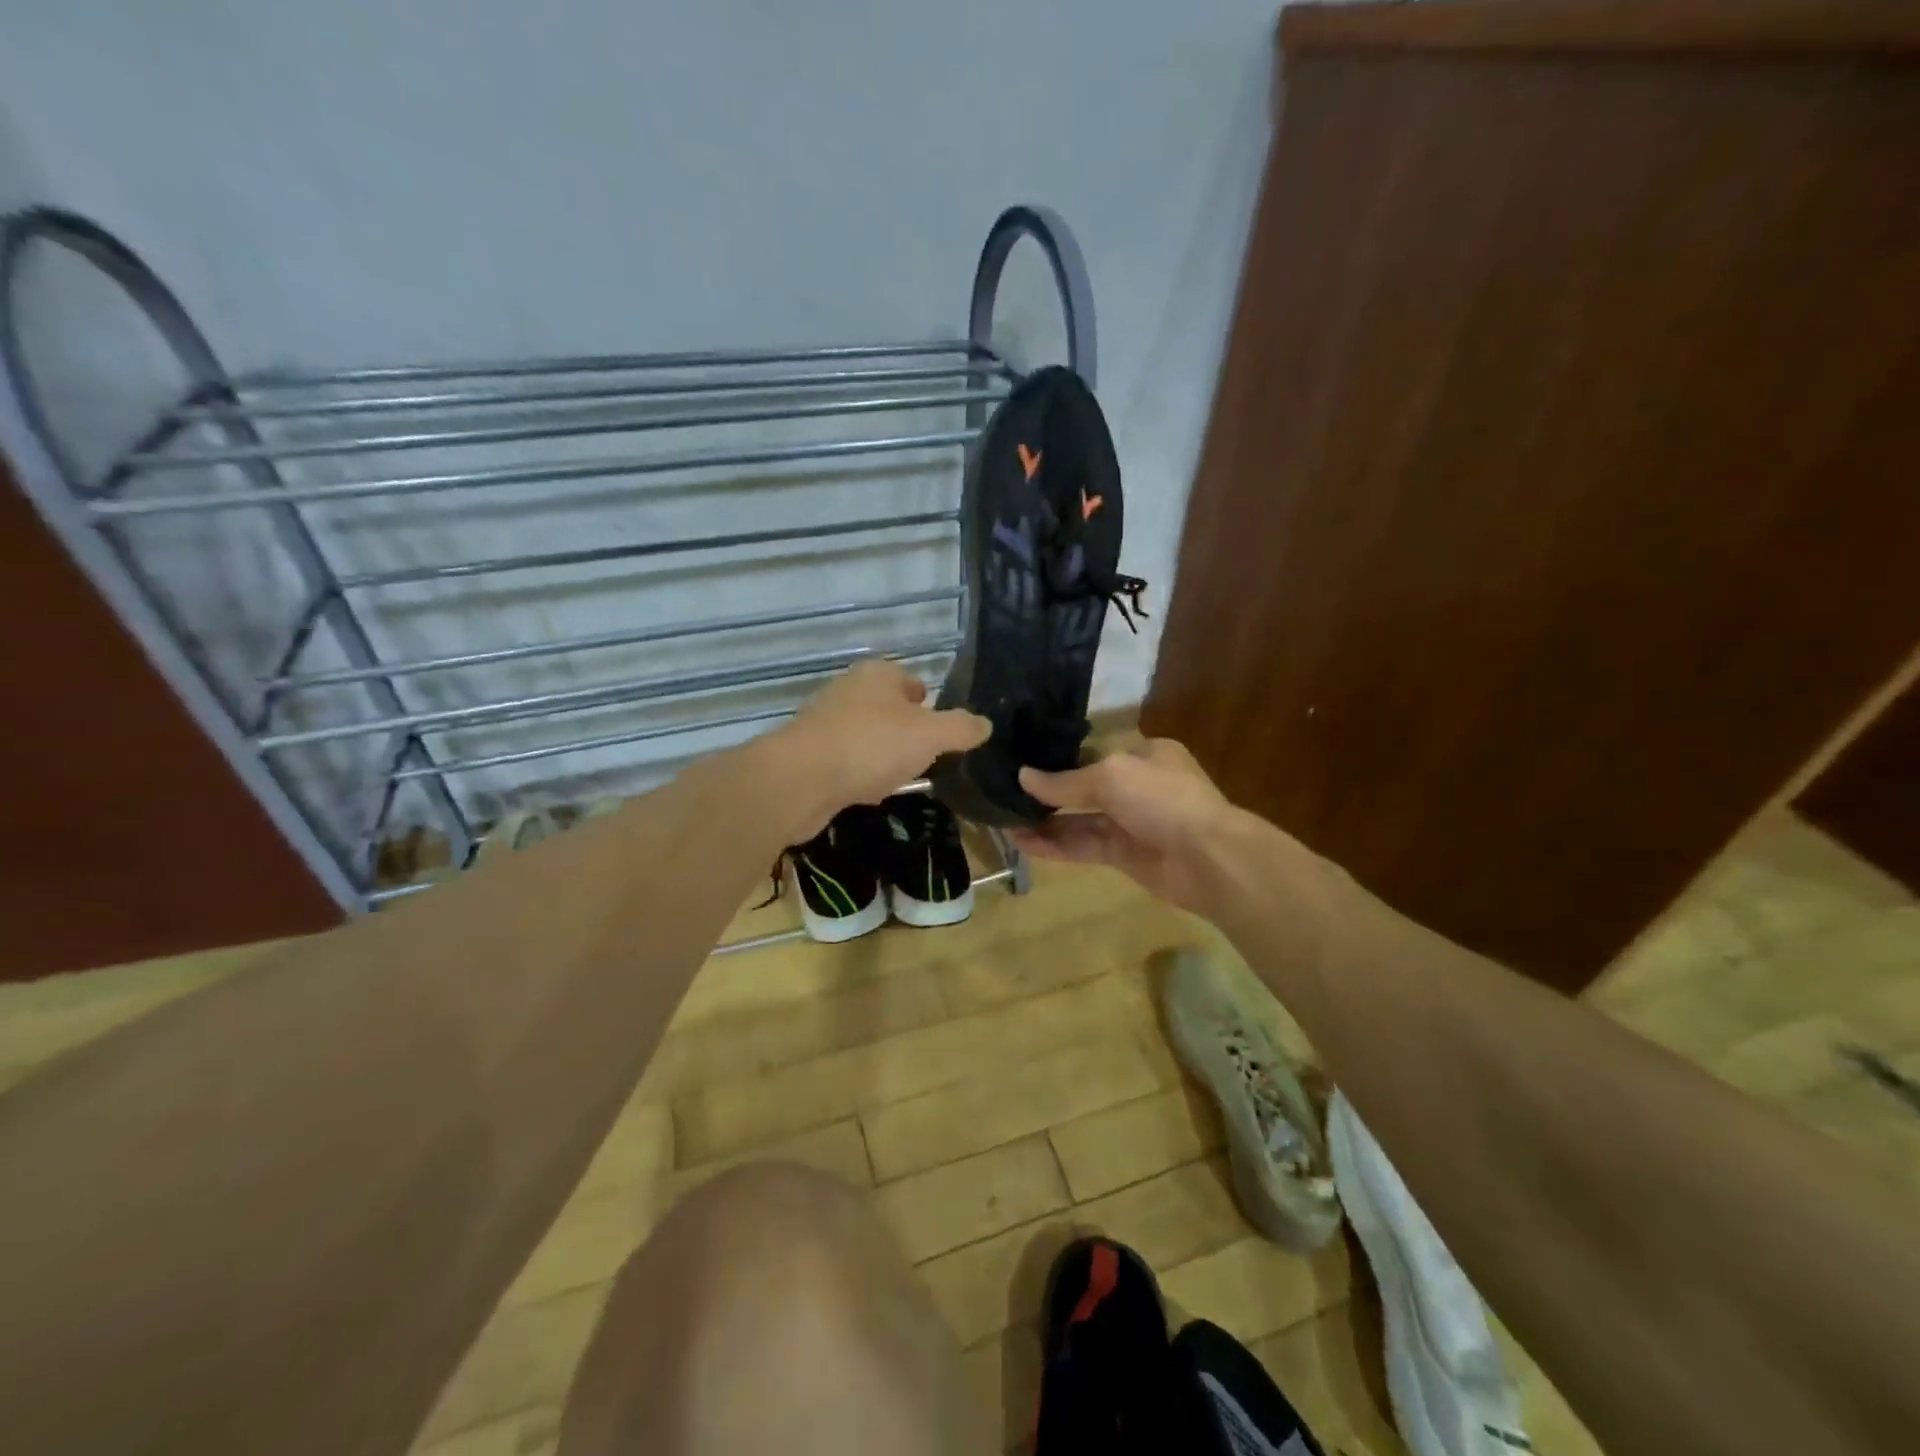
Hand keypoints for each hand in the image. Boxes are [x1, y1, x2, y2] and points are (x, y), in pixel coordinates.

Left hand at [771, 661, 989, 836]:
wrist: (798, 780)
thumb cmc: (870, 746)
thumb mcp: (930, 735)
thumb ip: (961, 728)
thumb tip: (985, 724)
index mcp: (878, 675)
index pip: (913, 682)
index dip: (931, 705)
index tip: (944, 734)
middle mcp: (849, 690)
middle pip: (889, 709)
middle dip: (908, 733)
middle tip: (928, 759)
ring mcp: (825, 722)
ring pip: (868, 737)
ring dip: (884, 756)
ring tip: (901, 778)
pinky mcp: (809, 754)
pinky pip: (846, 761)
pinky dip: (860, 775)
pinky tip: (869, 793)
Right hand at [1010, 738, 1240, 912]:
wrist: (1208, 858)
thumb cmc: (1162, 799)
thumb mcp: (1110, 777)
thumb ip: (1064, 781)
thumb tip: (1023, 777)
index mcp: (1143, 754)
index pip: (1091, 752)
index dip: (1056, 759)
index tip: (1020, 763)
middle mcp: (1137, 785)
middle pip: (1083, 788)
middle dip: (1046, 794)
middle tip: (1004, 795)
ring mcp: (1131, 822)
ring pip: (1080, 820)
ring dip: (1045, 822)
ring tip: (1004, 822)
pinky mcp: (1125, 855)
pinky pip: (1084, 846)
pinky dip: (1056, 845)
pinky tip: (1024, 843)